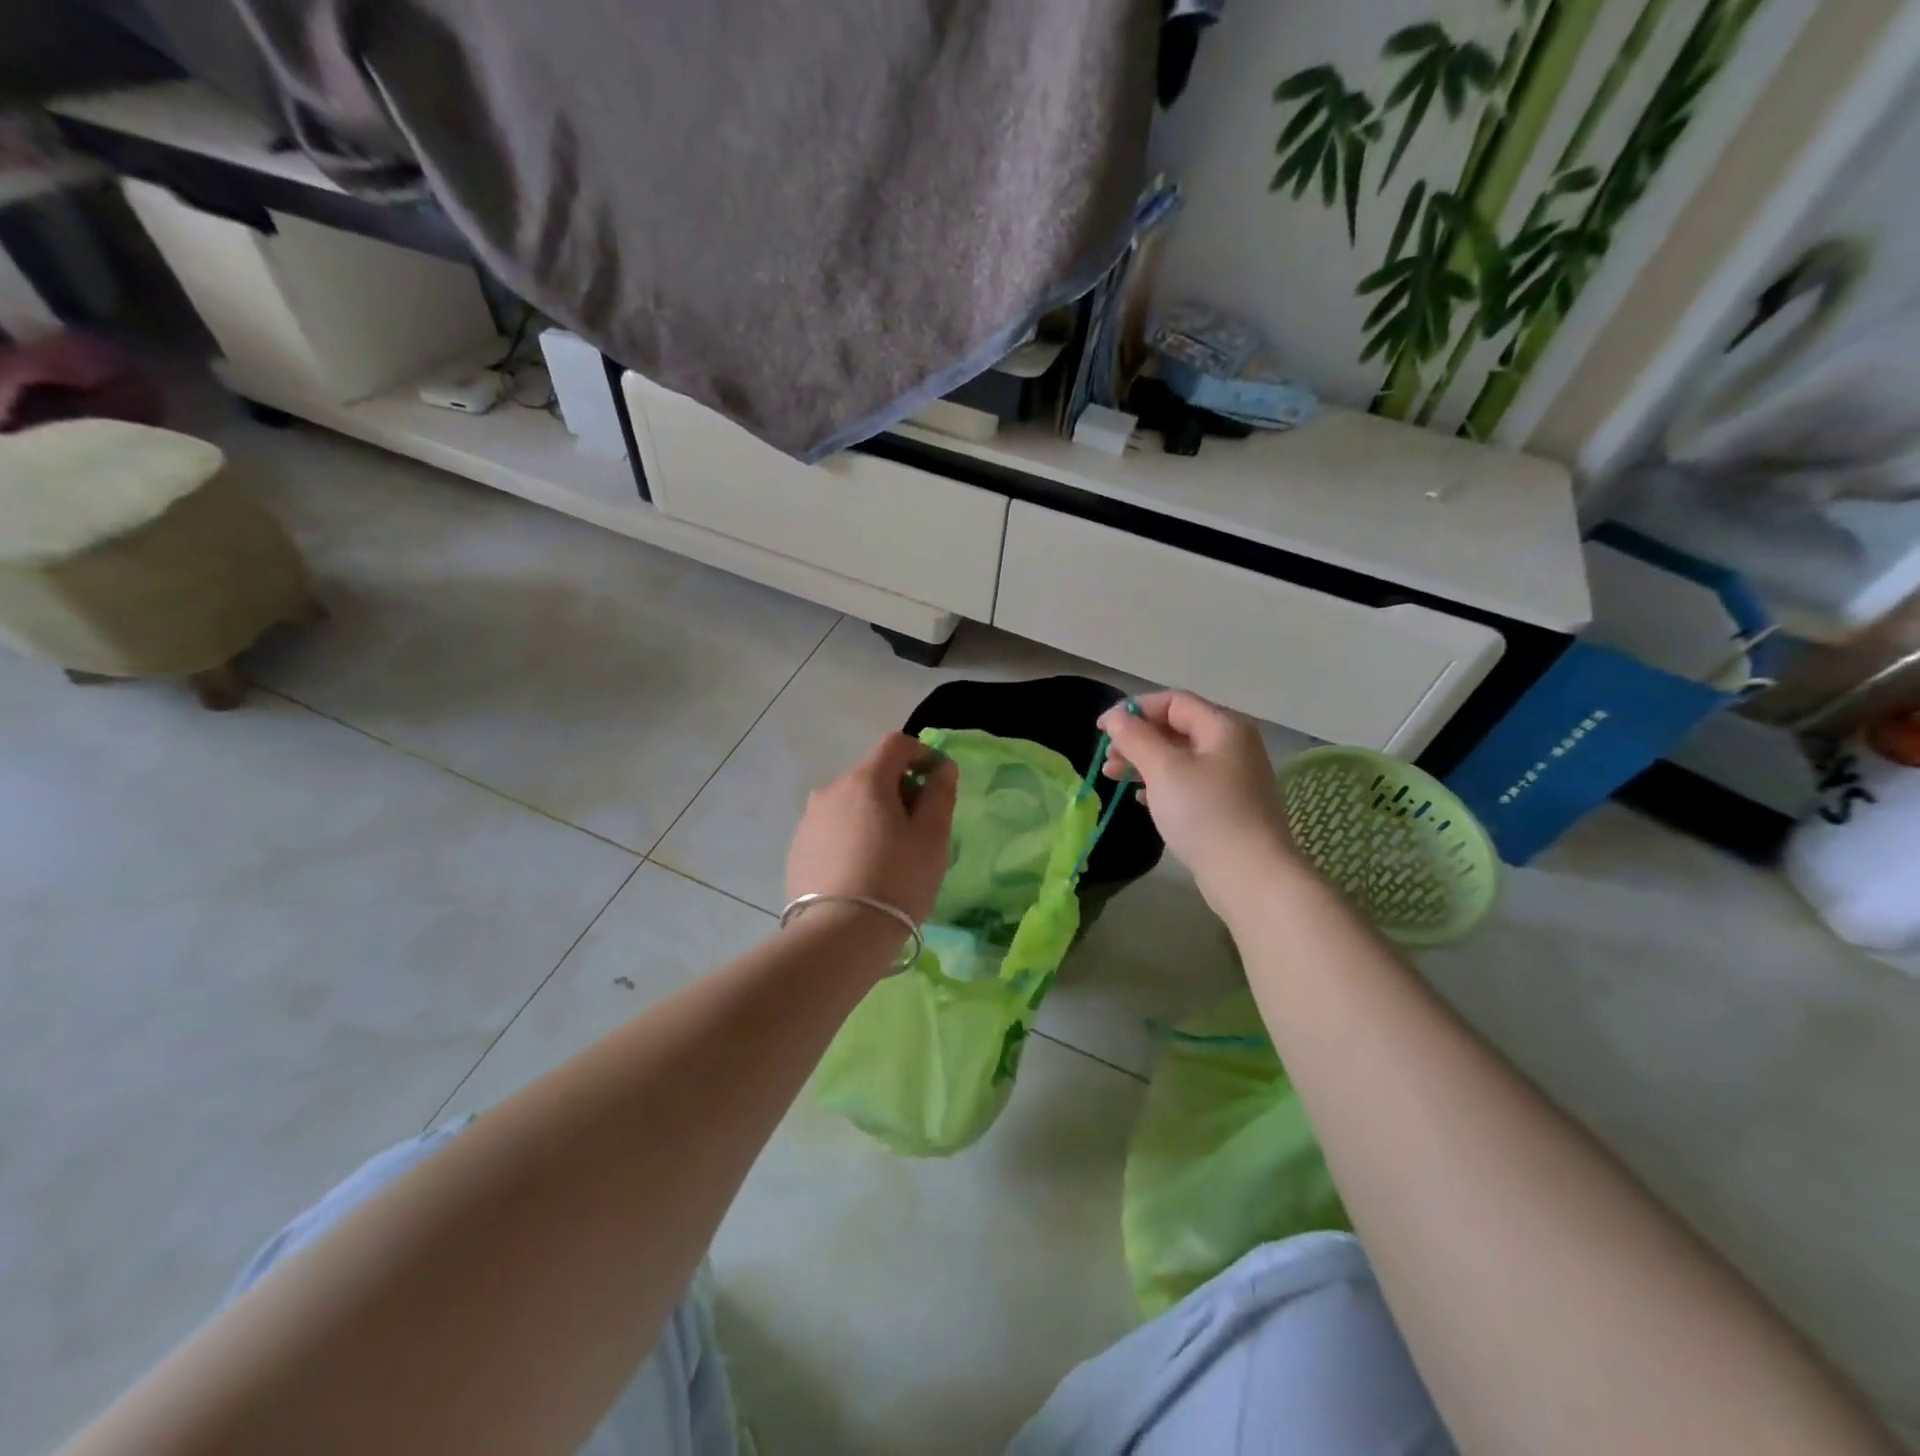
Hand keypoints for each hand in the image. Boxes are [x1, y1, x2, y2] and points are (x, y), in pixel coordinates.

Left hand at [785, 733, 958, 926]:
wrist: (839, 936)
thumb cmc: (897, 880)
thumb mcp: (932, 837)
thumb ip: (939, 794)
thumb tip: (942, 767)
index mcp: (866, 780)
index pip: (896, 744)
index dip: (921, 753)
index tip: (937, 781)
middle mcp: (831, 790)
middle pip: (872, 775)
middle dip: (898, 790)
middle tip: (918, 829)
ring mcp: (809, 820)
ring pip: (850, 804)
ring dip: (872, 815)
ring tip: (888, 856)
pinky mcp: (797, 849)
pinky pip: (832, 830)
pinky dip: (851, 837)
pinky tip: (860, 872)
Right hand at [1098, 691, 1300, 910]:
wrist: (1250, 875)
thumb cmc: (1205, 813)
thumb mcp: (1163, 769)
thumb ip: (1136, 737)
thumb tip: (1116, 717)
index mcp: (1223, 727)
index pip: (1173, 701)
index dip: (1134, 710)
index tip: (1101, 729)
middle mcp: (1232, 746)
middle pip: (1176, 728)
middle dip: (1137, 738)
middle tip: (1106, 758)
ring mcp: (1232, 778)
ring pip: (1179, 758)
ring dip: (1144, 762)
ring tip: (1113, 777)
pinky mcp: (1227, 806)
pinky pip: (1188, 783)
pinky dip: (1161, 784)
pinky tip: (1140, 798)